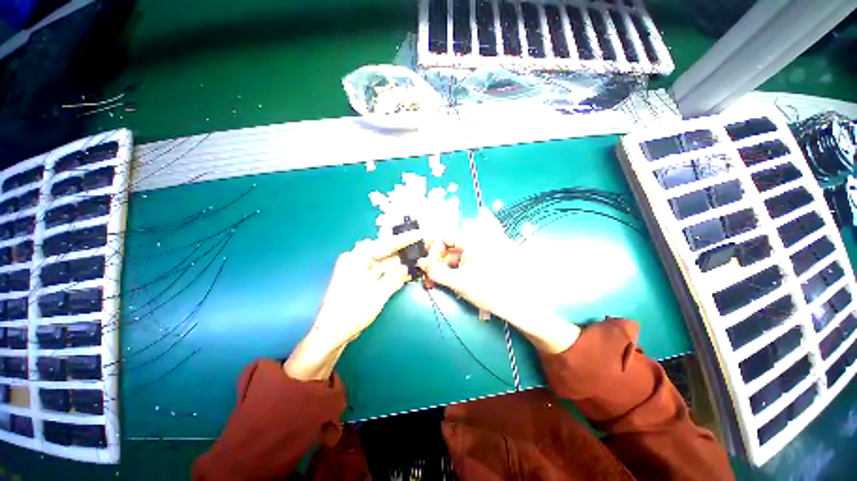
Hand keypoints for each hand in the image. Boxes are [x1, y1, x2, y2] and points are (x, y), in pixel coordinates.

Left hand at [284, 231, 420, 379]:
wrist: (333, 332)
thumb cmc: (353, 311)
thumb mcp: (379, 293)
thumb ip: (394, 278)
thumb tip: (406, 268)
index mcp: (356, 258)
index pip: (385, 244)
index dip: (404, 239)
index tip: (418, 233)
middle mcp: (356, 260)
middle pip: (384, 252)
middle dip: (402, 252)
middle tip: (419, 249)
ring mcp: (357, 270)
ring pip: (383, 262)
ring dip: (398, 264)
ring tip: (415, 261)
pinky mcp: (360, 280)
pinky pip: (379, 272)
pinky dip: (391, 273)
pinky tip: (404, 273)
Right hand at [418, 208, 578, 353]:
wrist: (520, 305)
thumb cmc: (489, 292)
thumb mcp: (459, 282)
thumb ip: (436, 271)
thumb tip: (419, 262)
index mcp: (473, 239)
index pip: (445, 237)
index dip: (433, 250)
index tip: (427, 265)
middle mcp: (481, 237)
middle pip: (452, 245)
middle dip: (439, 261)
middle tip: (431, 276)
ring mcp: (489, 245)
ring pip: (460, 253)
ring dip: (448, 265)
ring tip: (441, 280)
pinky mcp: (494, 254)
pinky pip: (471, 256)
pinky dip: (461, 263)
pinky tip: (453, 273)